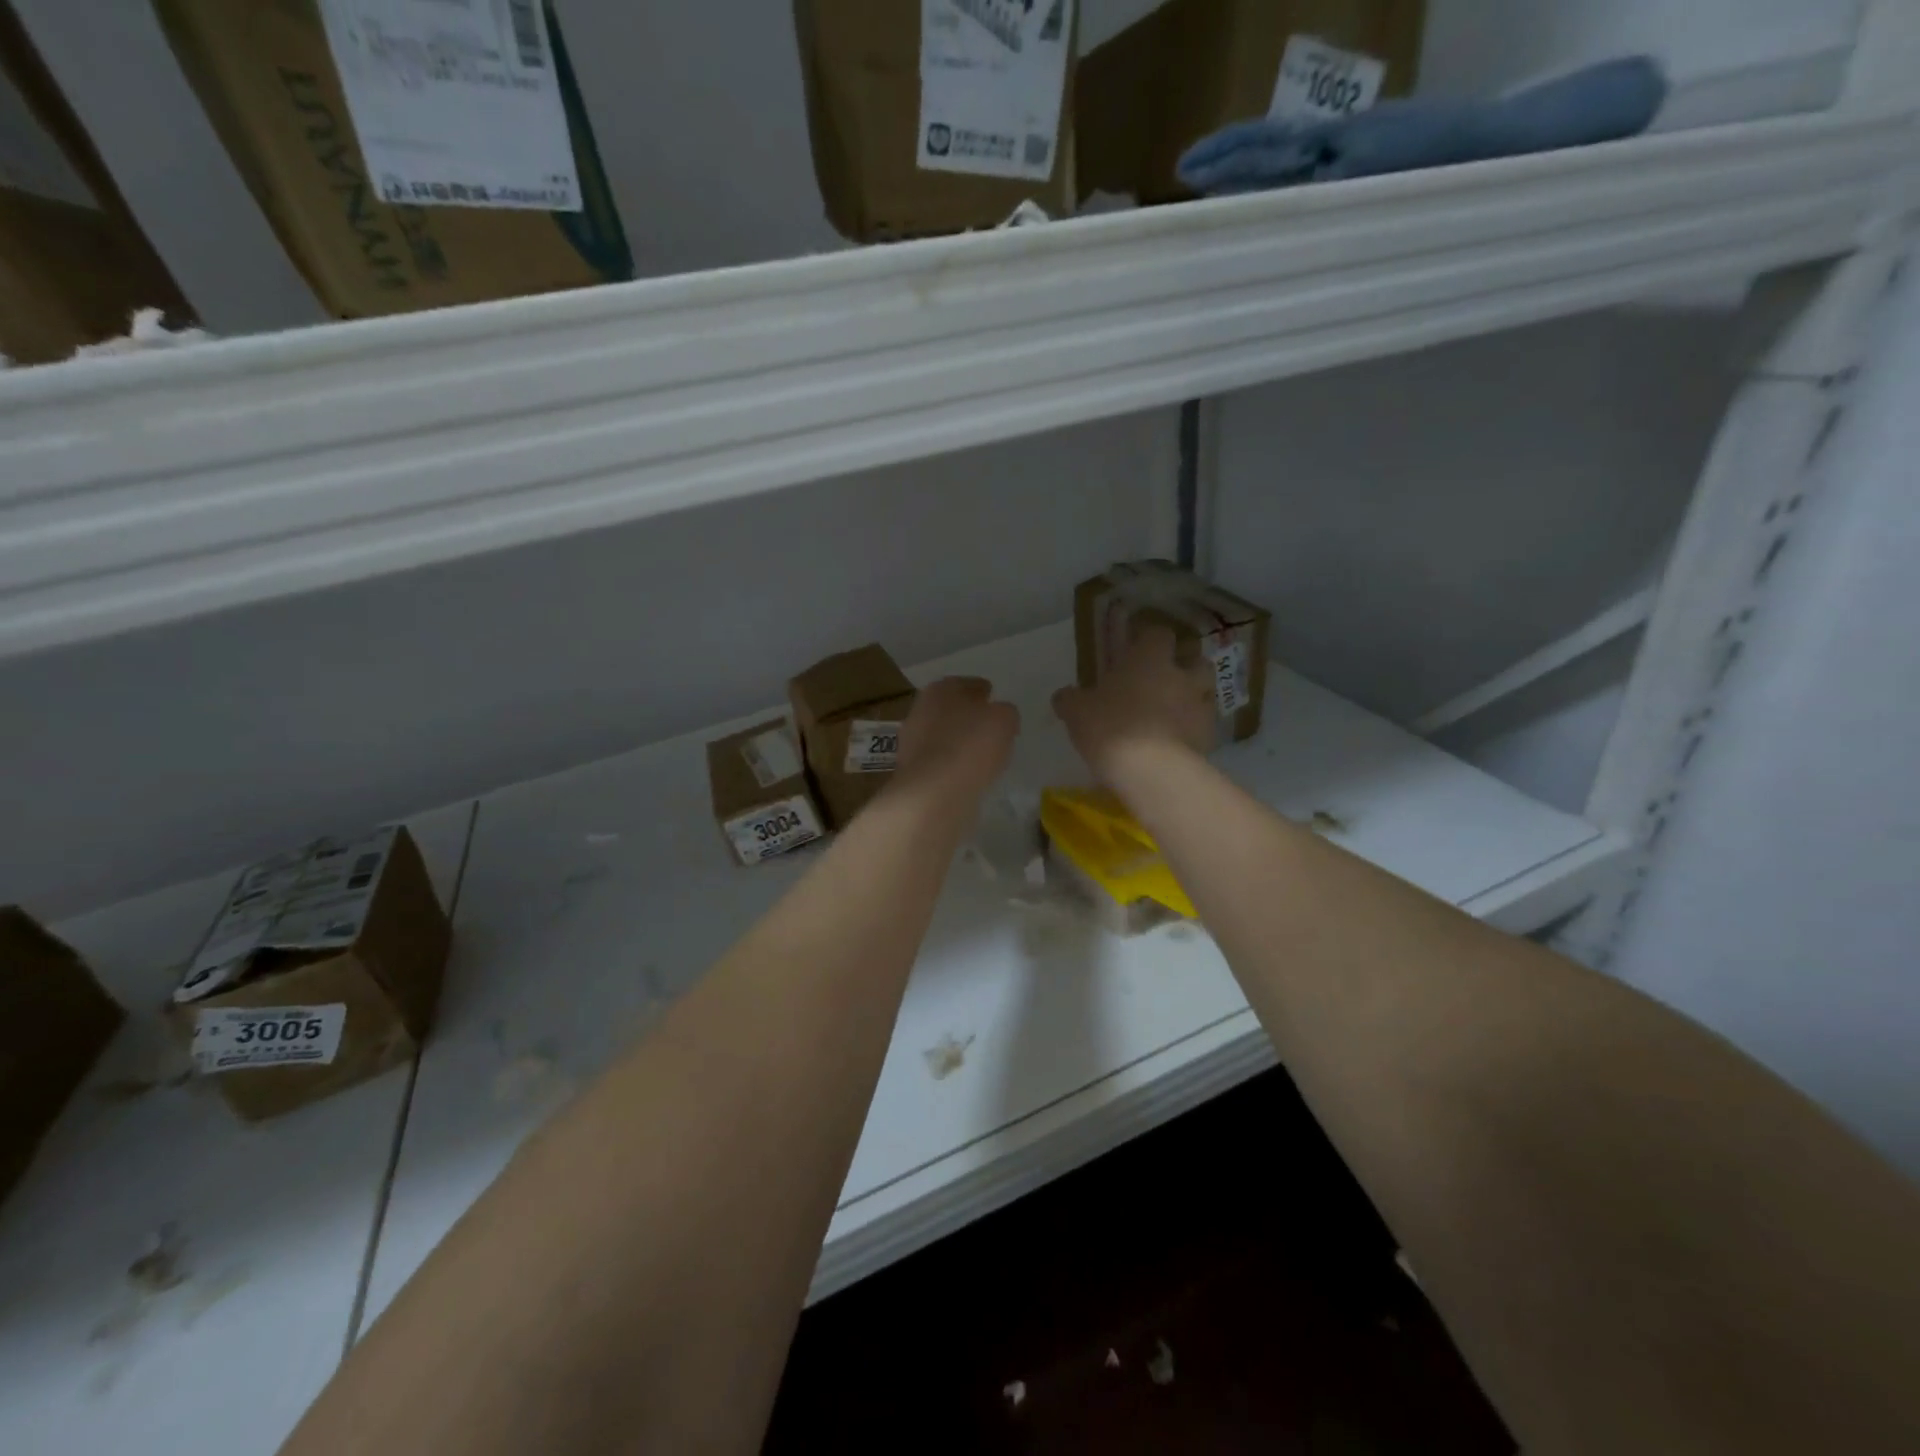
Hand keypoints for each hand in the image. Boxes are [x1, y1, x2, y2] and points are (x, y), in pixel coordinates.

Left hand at [891, 676, 1019, 808]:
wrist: (933, 792)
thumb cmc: (971, 745)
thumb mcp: (1004, 720)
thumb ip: (1006, 712)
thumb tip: (1001, 715)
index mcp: (942, 688)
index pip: (969, 685)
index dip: (985, 693)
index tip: (997, 704)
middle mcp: (921, 709)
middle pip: (953, 709)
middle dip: (969, 717)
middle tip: (990, 729)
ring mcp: (912, 740)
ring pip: (943, 735)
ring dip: (959, 742)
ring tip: (982, 755)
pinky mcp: (911, 769)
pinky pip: (939, 760)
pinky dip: (952, 764)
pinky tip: (967, 773)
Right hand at [1052, 625, 1215, 785]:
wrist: (1151, 770)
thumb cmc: (1110, 727)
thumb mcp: (1077, 711)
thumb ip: (1071, 699)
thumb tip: (1063, 696)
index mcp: (1149, 659)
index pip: (1158, 633)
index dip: (1149, 639)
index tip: (1136, 647)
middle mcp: (1181, 675)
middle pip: (1195, 658)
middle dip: (1184, 664)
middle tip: (1163, 678)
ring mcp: (1200, 706)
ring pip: (1207, 690)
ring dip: (1194, 695)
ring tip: (1176, 710)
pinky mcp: (1209, 737)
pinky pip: (1205, 725)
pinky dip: (1195, 728)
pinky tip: (1179, 741)